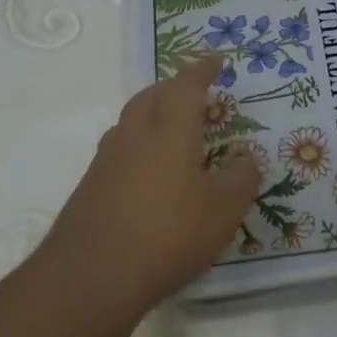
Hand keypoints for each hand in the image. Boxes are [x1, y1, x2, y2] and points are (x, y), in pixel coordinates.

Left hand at [42, 57, 259, 311]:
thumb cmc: (168, 233)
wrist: (91, 275)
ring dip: (152, 114)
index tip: (216, 60)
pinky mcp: (90, 186)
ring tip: (171, 129)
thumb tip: (247, 159)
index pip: (187, 85)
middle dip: (173, 88)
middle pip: (151, 96)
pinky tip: (148, 173)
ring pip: (130, 121)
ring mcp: (106, 160)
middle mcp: (134, 134)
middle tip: (194, 93)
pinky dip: (138, 146)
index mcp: (169, 129)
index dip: (203, 70)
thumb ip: (241, 178)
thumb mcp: (223, 210)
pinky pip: (119, 150)